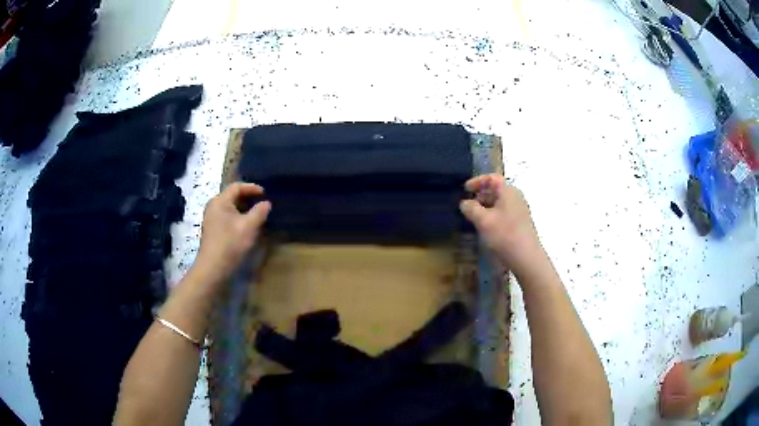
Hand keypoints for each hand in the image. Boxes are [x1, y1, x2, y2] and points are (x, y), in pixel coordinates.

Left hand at [193, 182, 270, 285]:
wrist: (213, 268)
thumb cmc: (230, 244)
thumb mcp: (249, 227)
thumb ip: (259, 212)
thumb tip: (266, 203)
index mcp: (220, 201)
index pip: (237, 186)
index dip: (252, 188)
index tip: (265, 193)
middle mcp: (213, 206)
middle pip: (232, 196)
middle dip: (248, 198)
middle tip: (262, 203)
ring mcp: (211, 219)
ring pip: (230, 208)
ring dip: (243, 209)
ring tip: (256, 215)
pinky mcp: (212, 230)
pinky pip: (227, 217)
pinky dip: (238, 217)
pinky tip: (246, 226)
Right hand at [459, 174, 542, 271]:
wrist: (526, 258)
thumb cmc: (505, 235)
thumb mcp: (483, 220)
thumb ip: (471, 208)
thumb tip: (464, 203)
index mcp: (508, 191)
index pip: (492, 178)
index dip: (477, 181)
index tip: (465, 189)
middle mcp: (516, 198)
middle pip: (496, 190)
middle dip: (480, 196)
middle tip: (466, 205)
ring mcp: (519, 211)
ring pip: (499, 203)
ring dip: (485, 207)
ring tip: (473, 218)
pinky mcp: (520, 224)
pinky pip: (503, 213)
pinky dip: (492, 216)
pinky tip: (485, 228)